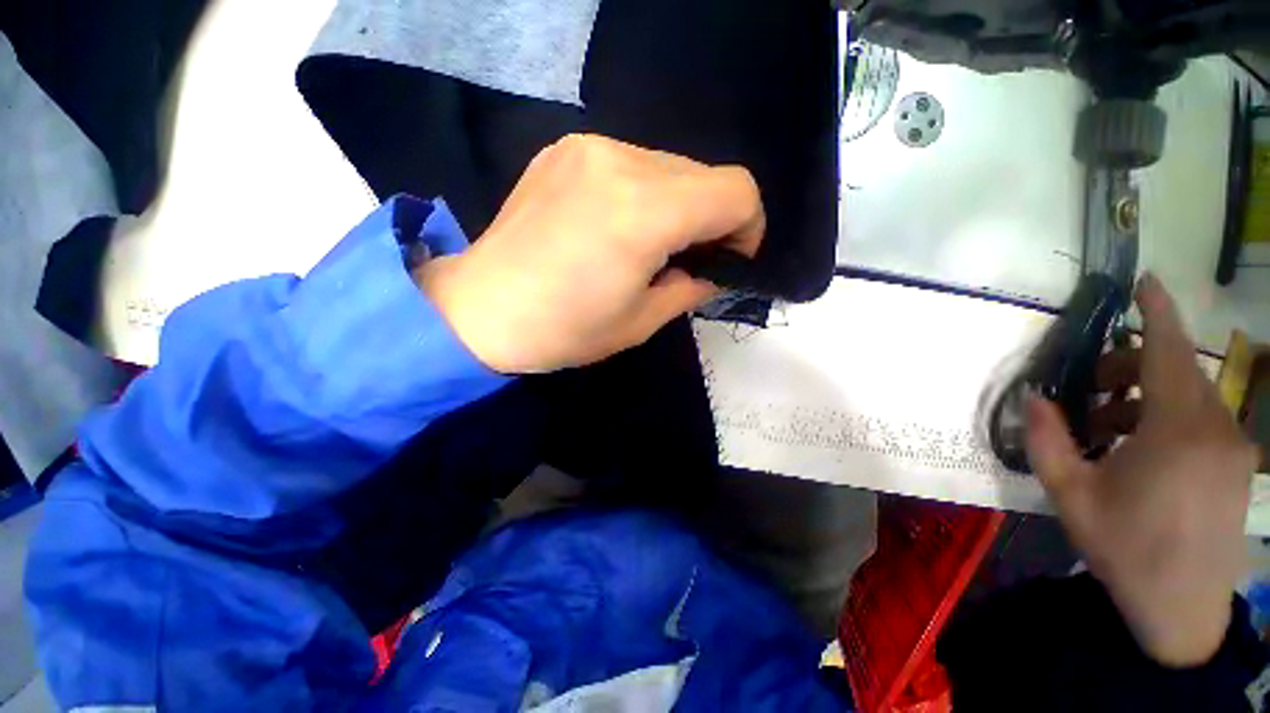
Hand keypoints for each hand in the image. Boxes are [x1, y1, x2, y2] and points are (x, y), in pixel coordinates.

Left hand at [415, 134, 763, 372]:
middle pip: (706, 174)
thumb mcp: (641, 322)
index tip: (728, 260)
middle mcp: (620, 162)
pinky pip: (632, 164)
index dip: (747, 228)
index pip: (736, 191)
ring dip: (677, 205)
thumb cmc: (564, 330)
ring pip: (671, 167)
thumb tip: (714, 270)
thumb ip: (691, 287)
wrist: (480, 310)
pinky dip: (644, 193)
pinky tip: (615, 225)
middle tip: (689, 259)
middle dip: (712, 218)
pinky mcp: (565, 150)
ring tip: (648, 245)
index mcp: (644, 212)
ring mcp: (589, 148)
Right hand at [1025, 274, 1258, 667]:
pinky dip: (1167, 419)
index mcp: (1178, 431)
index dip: (1156, 311)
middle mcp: (1216, 428)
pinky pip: (1202, 420)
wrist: (1182, 610)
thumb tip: (1037, 397)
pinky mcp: (1237, 463)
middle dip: (1129, 369)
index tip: (1144, 280)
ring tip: (1108, 431)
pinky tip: (1141, 451)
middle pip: (1175, 371)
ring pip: (1189, 396)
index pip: (1169, 351)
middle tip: (1089, 392)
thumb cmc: (1126, 549)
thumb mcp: (1071, 495)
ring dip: (1145, 398)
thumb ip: (1047, 441)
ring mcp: (1233, 446)